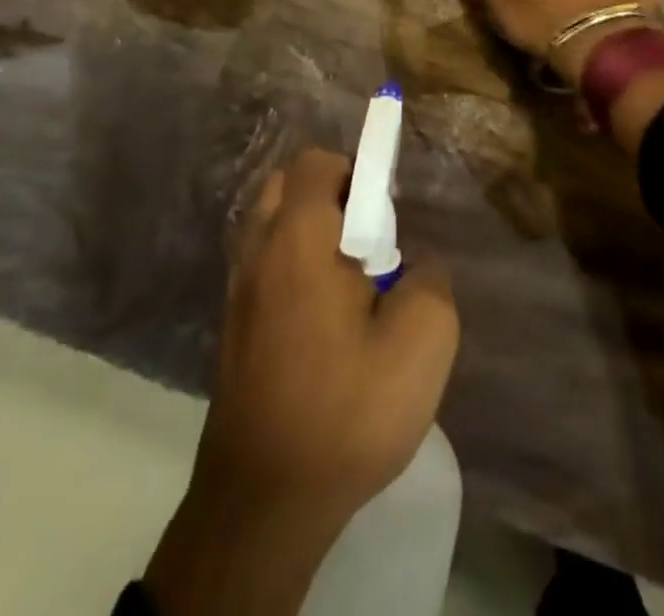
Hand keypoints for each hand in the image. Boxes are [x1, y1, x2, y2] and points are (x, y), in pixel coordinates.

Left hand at [145, 148, 459, 615]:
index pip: (317, 162)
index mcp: (298, 237)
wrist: (262, 501)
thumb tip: (415, 264)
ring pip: (272, 223)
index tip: (387, 212)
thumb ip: (431, 280)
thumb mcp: (421, 344)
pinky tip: (323, 317)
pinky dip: (292, 263)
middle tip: (369, 240)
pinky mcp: (233, 323)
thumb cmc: (344, 412)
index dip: (357, 169)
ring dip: (310, 229)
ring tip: (349, 280)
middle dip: (331, 194)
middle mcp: (258, 249)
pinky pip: (264, 262)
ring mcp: (237, 287)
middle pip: (287, 184)